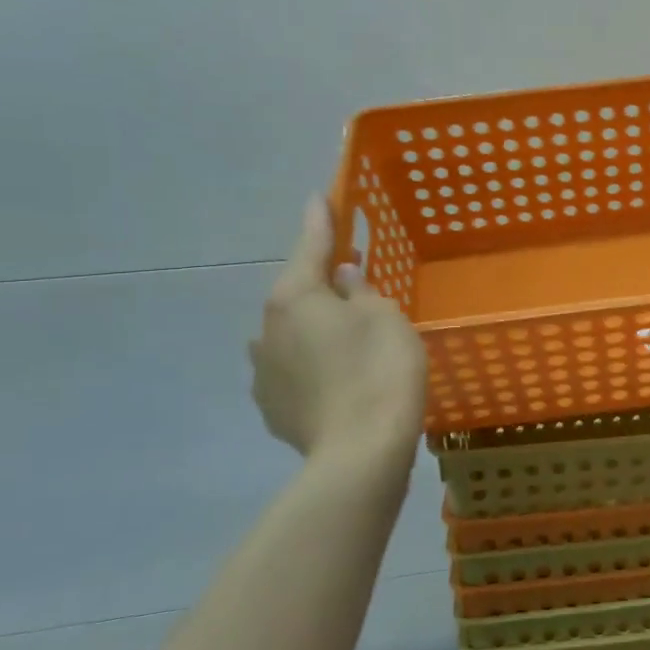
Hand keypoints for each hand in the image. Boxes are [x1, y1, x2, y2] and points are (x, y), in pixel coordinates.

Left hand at [249, 196, 426, 462]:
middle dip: (321, 286)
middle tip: (353, 284)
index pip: (310, 245)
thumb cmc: (380, 371)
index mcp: (295, 296)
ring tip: (346, 345)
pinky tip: (334, 382)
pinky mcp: (271, 407)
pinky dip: (311, 368)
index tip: (318, 196)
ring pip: (291, 336)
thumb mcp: (385, 318)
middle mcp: (267, 328)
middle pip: (297, 294)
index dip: (320, 219)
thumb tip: (341, 277)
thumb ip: (360, 291)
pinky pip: (292, 372)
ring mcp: (263, 371)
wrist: (361, 453)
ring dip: (313, 331)